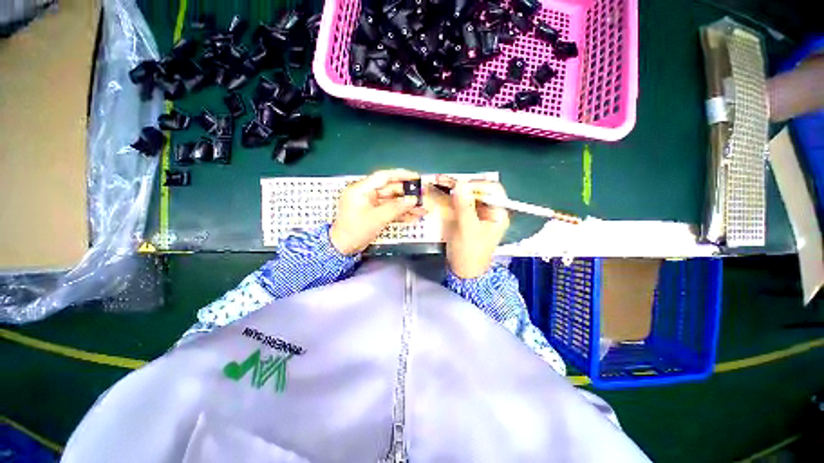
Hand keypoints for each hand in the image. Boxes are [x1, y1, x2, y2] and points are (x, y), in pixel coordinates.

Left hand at [330, 169, 426, 254]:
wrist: (344, 248)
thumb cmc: (354, 231)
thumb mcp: (376, 218)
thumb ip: (396, 208)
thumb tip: (412, 200)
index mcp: (361, 189)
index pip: (383, 177)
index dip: (401, 175)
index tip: (415, 177)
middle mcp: (366, 194)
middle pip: (390, 190)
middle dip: (407, 194)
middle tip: (422, 196)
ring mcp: (371, 205)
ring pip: (392, 202)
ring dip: (406, 206)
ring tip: (422, 209)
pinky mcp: (374, 214)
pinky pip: (390, 211)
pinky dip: (400, 214)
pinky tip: (413, 217)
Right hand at [436, 175, 509, 278]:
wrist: (463, 271)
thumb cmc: (469, 252)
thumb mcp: (468, 229)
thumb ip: (464, 207)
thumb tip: (460, 184)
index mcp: (498, 213)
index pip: (493, 190)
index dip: (477, 185)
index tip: (460, 186)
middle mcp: (489, 211)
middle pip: (479, 191)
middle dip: (462, 186)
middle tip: (444, 181)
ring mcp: (478, 214)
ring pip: (468, 196)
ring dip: (454, 190)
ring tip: (440, 183)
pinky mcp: (467, 218)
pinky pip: (460, 203)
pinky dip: (451, 198)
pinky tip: (441, 194)